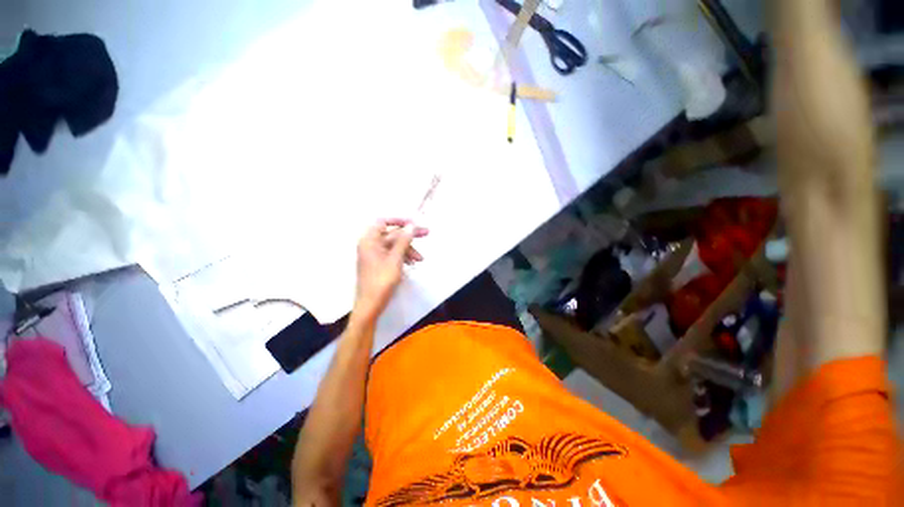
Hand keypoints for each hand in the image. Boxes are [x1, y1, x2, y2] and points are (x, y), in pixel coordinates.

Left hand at [352, 219, 428, 323]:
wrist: (370, 305)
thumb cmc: (381, 281)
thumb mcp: (395, 259)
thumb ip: (403, 240)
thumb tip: (411, 225)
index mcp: (369, 240)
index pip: (383, 221)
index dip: (399, 220)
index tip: (414, 223)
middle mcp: (370, 244)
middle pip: (392, 233)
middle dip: (409, 236)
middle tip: (427, 233)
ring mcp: (374, 254)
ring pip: (394, 245)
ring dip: (408, 249)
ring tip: (420, 259)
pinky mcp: (378, 263)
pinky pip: (392, 254)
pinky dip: (403, 256)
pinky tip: (412, 263)